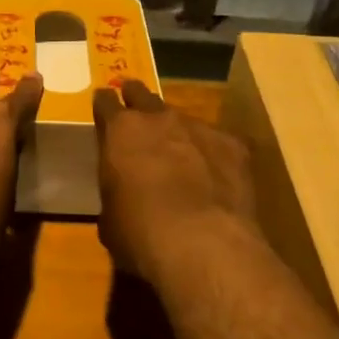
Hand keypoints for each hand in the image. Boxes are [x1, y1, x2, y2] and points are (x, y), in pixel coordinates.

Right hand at [93, 80, 261, 283]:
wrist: (202, 243)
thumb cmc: (140, 233)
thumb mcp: (110, 216)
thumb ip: (114, 191)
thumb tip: (123, 196)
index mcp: (120, 131)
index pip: (106, 102)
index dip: (104, 104)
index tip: (104, 106)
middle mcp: (159, 118)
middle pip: (144, 96)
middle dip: (138, 101)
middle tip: (137, 113)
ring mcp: (199, 128)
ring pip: (182, 120)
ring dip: (177, 133)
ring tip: (179, 155)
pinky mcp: (233, 145)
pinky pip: (217, 143)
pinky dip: (211, 155)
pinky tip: (214, 177)